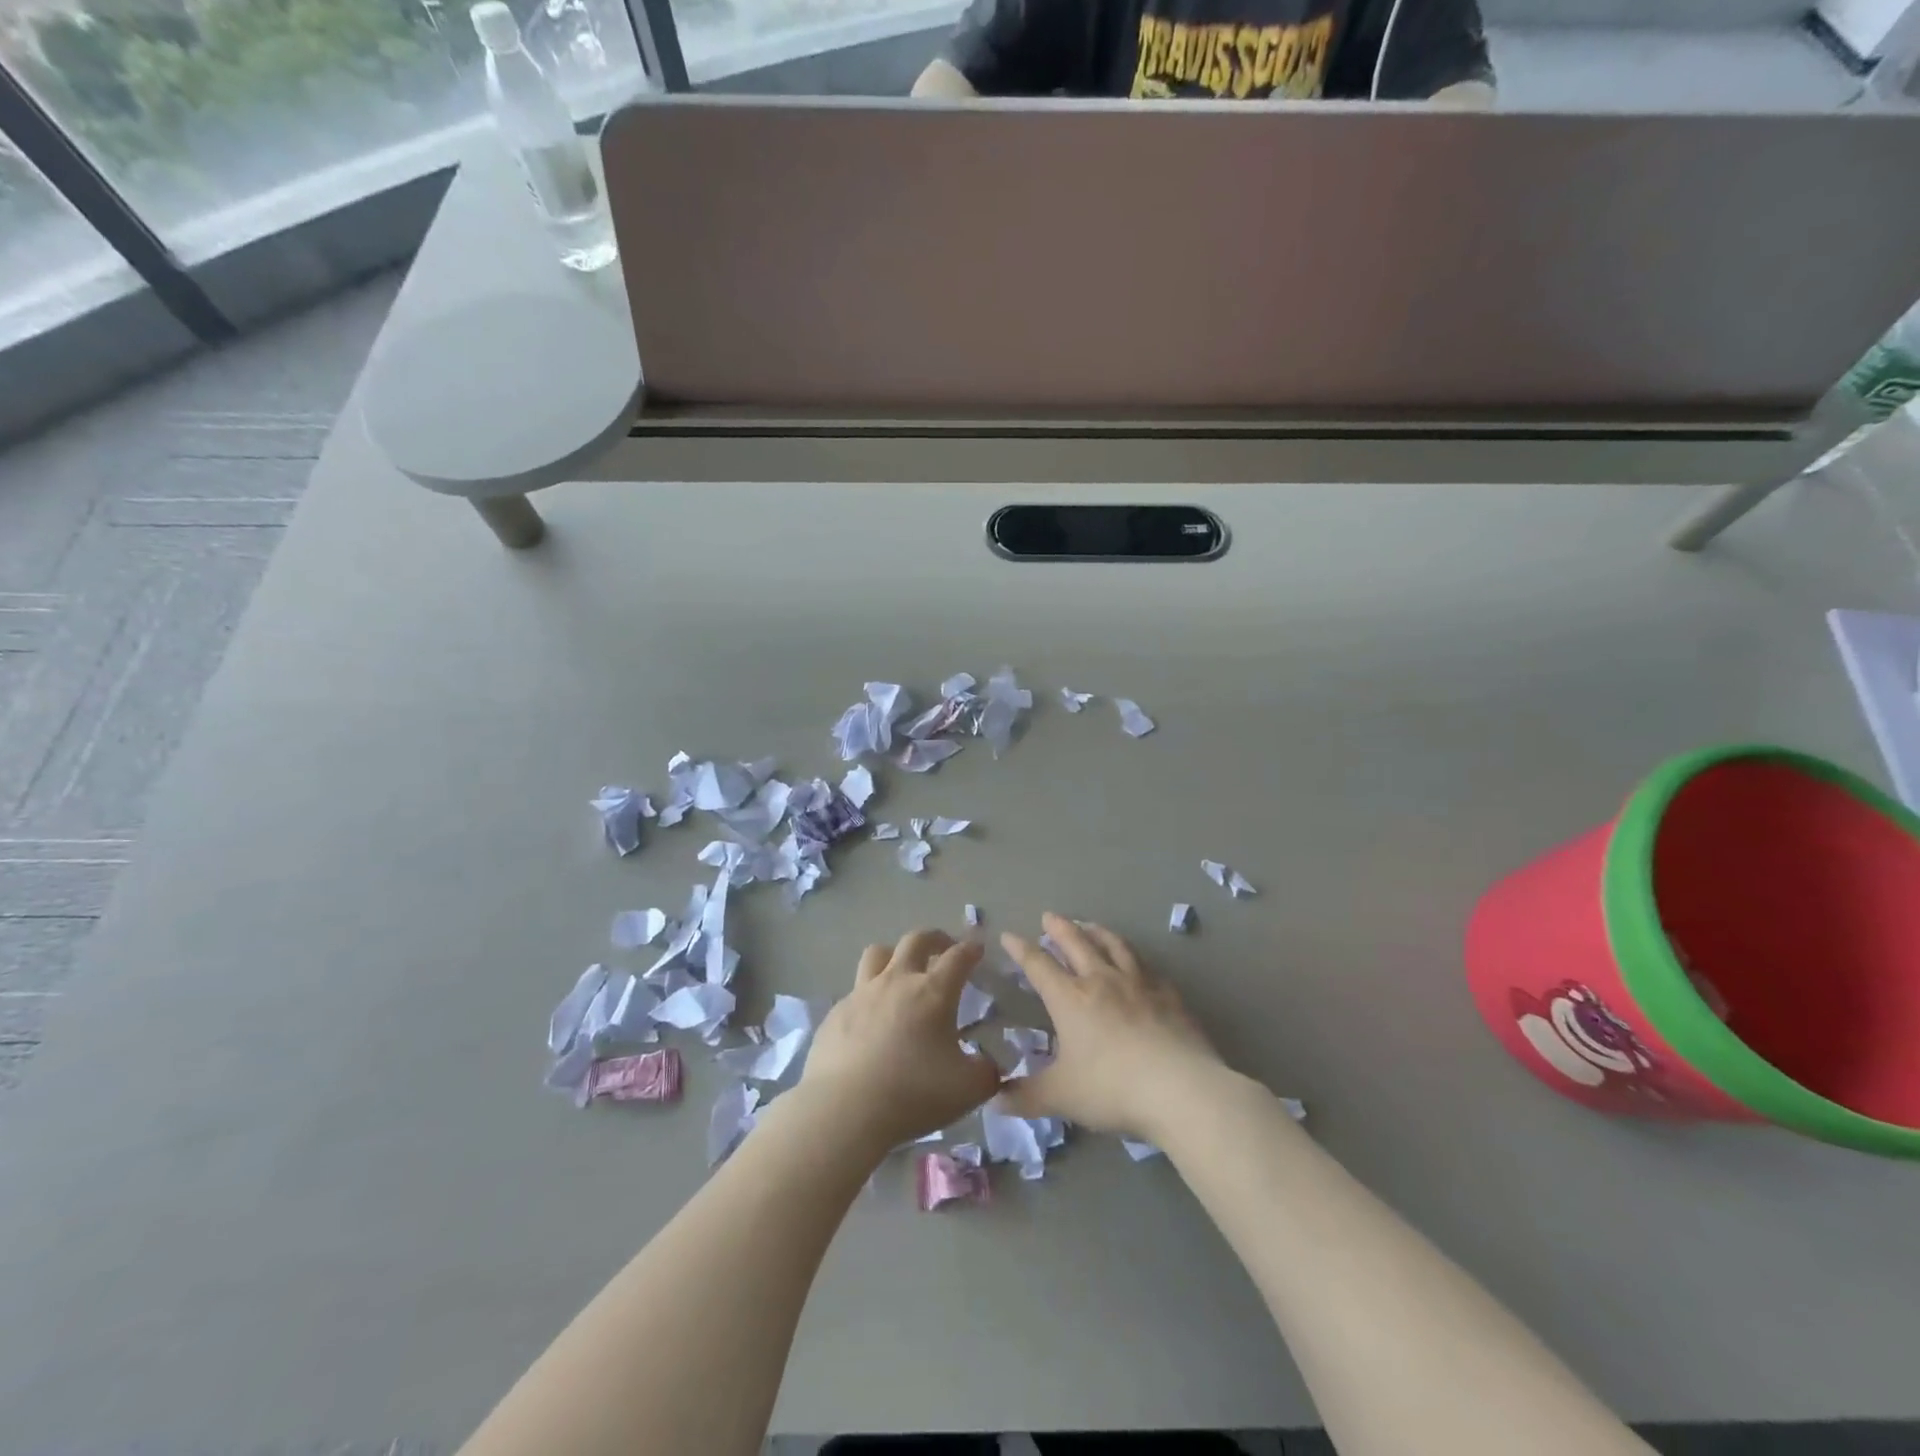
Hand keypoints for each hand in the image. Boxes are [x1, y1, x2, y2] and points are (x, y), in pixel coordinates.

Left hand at [799, 929, 1001, 1149]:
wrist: (844, 1110)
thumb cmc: (913, 1094)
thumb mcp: (968, 1090)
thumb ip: (988, 1072)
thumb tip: (990, 1064)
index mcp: (933, 992)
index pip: (958, 957)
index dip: (971, 949)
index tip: (978, 948)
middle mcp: (897, 981)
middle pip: (915, 940)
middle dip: (935, 938)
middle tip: (944, 948)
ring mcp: (862, 994)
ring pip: (878, 954)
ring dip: (894, 955)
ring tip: (902, 971)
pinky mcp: (836, 1013)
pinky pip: (855, 991)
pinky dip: (868, 996)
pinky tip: (871, 1020)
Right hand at [998, 912, 1225, 1138]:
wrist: (1180, 1089)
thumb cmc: (1112, 1088)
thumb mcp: (1061, 1097)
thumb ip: (1026, 1097)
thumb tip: (995, 1100)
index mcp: (1070, 998)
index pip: (1039, 965)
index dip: (1021, 949)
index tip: (1009, 935)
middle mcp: (1102, 981)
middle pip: (1077, 943)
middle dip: (1059, 928)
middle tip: (1049, 916)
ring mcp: (1139, 984)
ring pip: (1114, 946)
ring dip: (1097, 932)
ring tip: (1090, 925)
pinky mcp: (1169, 996)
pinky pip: (1148, 967)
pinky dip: (1136, 958)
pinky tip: (1138, 962)